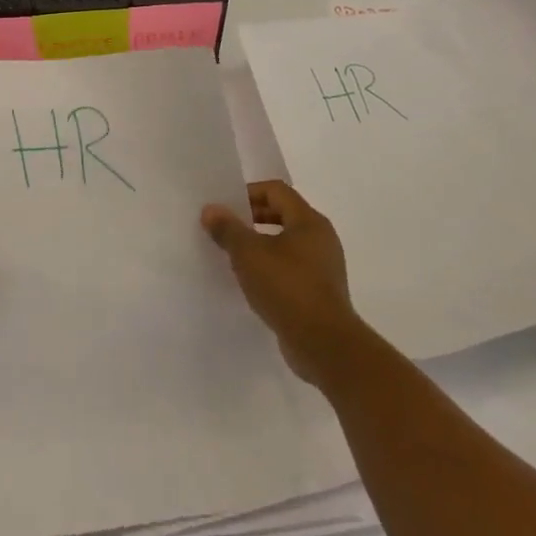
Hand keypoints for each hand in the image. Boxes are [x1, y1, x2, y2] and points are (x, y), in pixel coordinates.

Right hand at [202, 181, 360, 389]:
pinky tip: (252, 282)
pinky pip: (291, 268)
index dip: (248, 193)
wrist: (324, 345)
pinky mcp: (320, 292)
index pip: (276, 191)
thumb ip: (228, 229)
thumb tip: (211, 210)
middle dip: (252, 218)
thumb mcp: (248, 254)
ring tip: (234, 256)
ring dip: (260, 245)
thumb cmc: (287, 288)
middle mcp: (321, 238)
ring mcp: (323, 267)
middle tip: (226, 229)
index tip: (224, 208)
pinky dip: (271, 268)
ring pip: (287, 243)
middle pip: (283, 214)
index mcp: (309, 221)